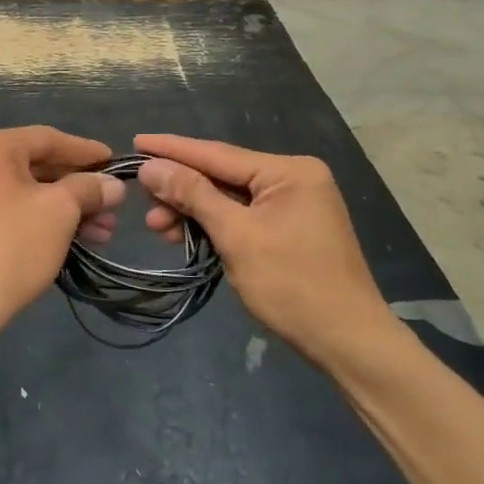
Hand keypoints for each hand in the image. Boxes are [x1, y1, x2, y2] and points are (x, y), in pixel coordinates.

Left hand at [0, 127, 122, 349]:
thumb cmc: (9, 248)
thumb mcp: (59, 212)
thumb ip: (89, 189)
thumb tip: (113, 185)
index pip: (47, 139)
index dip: (86, 152)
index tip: (116, 164)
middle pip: (37, 166)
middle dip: (79, 189)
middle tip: (114, 208)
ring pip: (26, 193)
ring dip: (66, 210)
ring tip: (103, 233)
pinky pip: (10, 211)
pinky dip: (41, 221)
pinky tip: (73, 241)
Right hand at [133, 134, 395, 357]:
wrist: (347, 342)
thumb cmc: (292, 285)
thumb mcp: (236, 236)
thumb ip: (193, 195)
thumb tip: (151, 166)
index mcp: (289, 171)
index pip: (217, 154)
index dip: (173, 149)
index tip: (136, 141)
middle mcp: (294, 178)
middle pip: (222, 175)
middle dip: (181, 190)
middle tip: (144, 205)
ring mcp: (295, 204)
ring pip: (230, 199)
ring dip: (194, 212)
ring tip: (159, 229)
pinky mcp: (291, 228)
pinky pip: (243, 216)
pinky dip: (214, 225)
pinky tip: (186, 236)